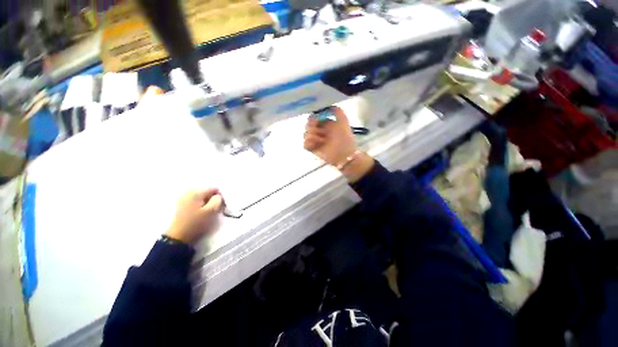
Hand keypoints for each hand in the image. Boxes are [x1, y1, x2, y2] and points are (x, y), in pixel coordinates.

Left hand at [165, 189, 223, 245]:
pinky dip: (201, 206)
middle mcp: (189, 192)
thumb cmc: (196, 223)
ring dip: (207, 203)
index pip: (214, 189)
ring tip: (208, 213)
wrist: (177, 237)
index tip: (221, 206)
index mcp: (196, 192)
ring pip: (202, 198)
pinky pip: (196, 202)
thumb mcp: (211, 211)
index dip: (220, 197)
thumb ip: (218, 200)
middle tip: (215, 210)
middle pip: (207, 192)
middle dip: (213, 200)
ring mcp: (183, 198)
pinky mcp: (181, 205)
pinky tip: (200, 214)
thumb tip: (218, 196)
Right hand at [304, 107, 373, 182]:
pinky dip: (308, 143)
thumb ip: (338, 112)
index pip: (314, 118)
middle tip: (318, 131)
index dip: (313, 118)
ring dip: (311, 135)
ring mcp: (316, 141)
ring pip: (306, 134)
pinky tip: (315, 144)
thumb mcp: (344, 122)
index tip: (315, 120)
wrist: (345, 154)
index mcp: (326, 125)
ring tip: (320, 140)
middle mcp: (320, 132)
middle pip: (308, 126)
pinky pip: (305, 144)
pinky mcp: (314, 149)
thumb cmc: (345, 138)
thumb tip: (328, 106)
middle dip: (311, 127)